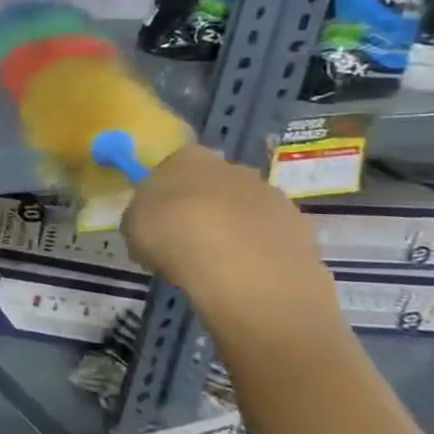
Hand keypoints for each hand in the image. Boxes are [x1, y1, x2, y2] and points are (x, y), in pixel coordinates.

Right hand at [121, 144, 335, 317]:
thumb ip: (142, 215)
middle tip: (184, 238)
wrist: (244, 272)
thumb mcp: (132, 225)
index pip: (174, 162)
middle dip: (202, 205)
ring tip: (214, 263)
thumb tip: (151, 219)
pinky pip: (268, 236)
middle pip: (214, 183)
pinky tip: (242, 275)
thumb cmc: (174, 237)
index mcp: (188, 158)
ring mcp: (273, 197)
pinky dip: (256, 251)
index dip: (164, 188)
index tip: (156, 214)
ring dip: (232, 228)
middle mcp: (234, 167)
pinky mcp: (301, 228)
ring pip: (244, 209)